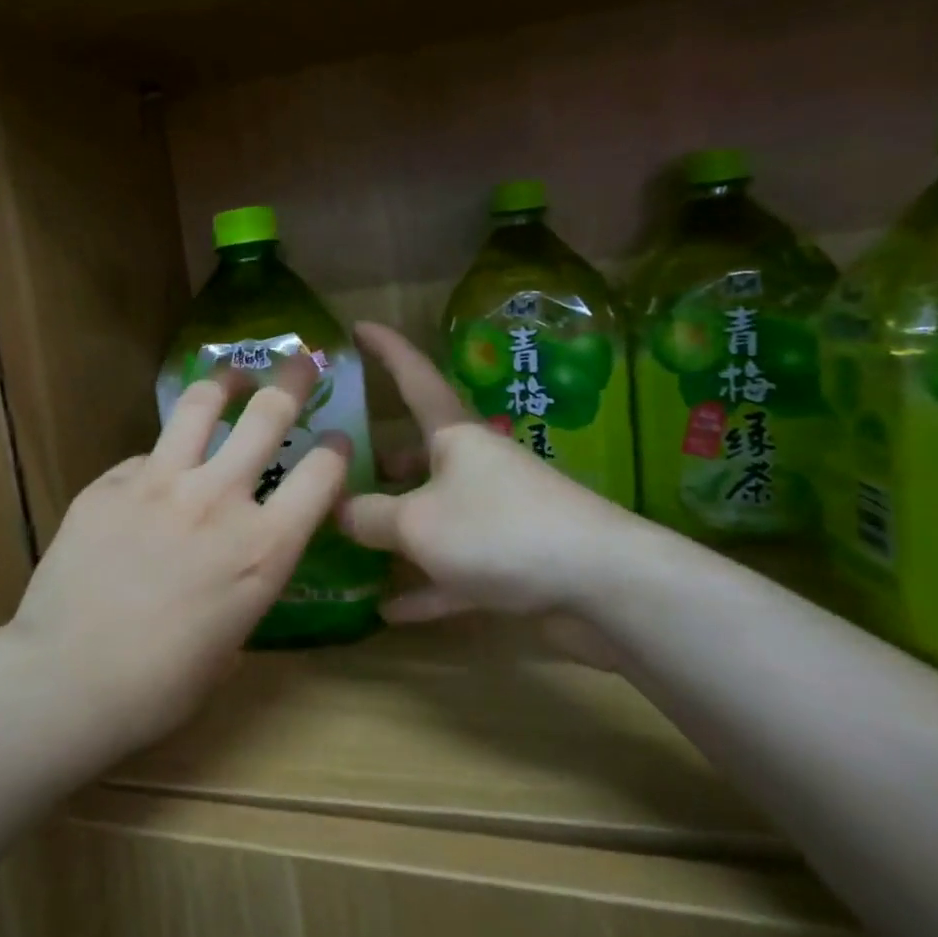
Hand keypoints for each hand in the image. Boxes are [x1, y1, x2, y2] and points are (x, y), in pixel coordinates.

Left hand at [7, 354, 349, 755]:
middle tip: (300, 362)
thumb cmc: (161, 684)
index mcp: (263, 548)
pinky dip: (157, 460)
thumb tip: (237, 557)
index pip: (321, 475)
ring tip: (230, 378)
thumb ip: (244, 581)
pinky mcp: (108, 484)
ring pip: (198, 406)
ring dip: (223, 384)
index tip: (335, 439)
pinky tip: (151, 477)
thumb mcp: (232, 639)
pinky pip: (142, 457)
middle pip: (267, 414)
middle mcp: (218, 500)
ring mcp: (159, 483)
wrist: (69, 680)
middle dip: (292, 380)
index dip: (335, 450)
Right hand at [340, 323, 654, 658]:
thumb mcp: (417, 522)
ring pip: (434, 514)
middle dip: (382, 459)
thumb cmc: (498, 530)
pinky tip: (390, 609)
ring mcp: (495, 516)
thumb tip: (335, 509)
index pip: (414, 377)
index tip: (358, 326)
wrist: (602, 586)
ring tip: (350, 538)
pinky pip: (453, 570)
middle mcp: (475, 467)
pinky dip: (424, 586)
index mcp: (455, 436)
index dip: (385, 350)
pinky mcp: (510, 563)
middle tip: (337, 468)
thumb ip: (368, 515)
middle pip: (420, 453)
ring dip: (396, 528)